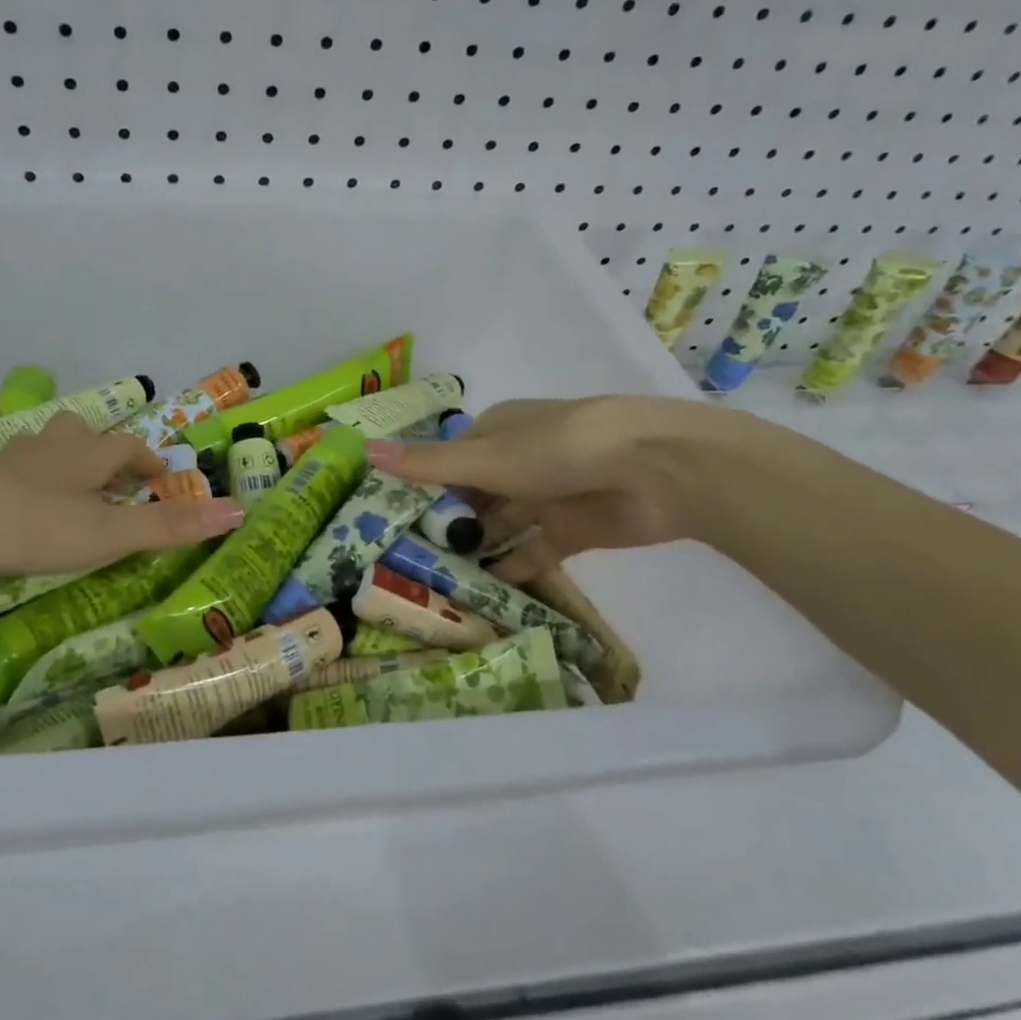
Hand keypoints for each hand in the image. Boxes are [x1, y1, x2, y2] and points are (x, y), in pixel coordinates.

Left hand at [0, 413, 243, 584]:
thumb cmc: (30, 523)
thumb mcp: (107, 532)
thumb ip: (169, 526)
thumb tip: (239, 510)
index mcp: (88, 454)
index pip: (129, 447)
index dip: (149, 462)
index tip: (162, 481)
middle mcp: (51, 448)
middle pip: (85, 436)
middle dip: (106, 454)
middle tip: (117, 482)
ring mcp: (9, 461)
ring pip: (46, 449)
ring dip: (65, 463)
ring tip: (73, 491)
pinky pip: (13, 472)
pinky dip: (28, 483)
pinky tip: (21, 507)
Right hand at [365, 396, 727, 581]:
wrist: (656, 470)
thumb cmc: (558, 450)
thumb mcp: (485, 458)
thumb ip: (427, 463)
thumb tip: (363, 449)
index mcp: (496, 431)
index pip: (448, 458)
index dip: (420, 485)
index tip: (390, 518)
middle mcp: (519, 460)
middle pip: (473, 494)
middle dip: (447, 522)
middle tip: (408, 559)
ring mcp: (548, 494)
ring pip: (502, 523)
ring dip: (478, 546)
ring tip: (439, 580)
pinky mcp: (574, 528)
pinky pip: (534, 550)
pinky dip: (513, 565)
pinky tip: (487, 587)